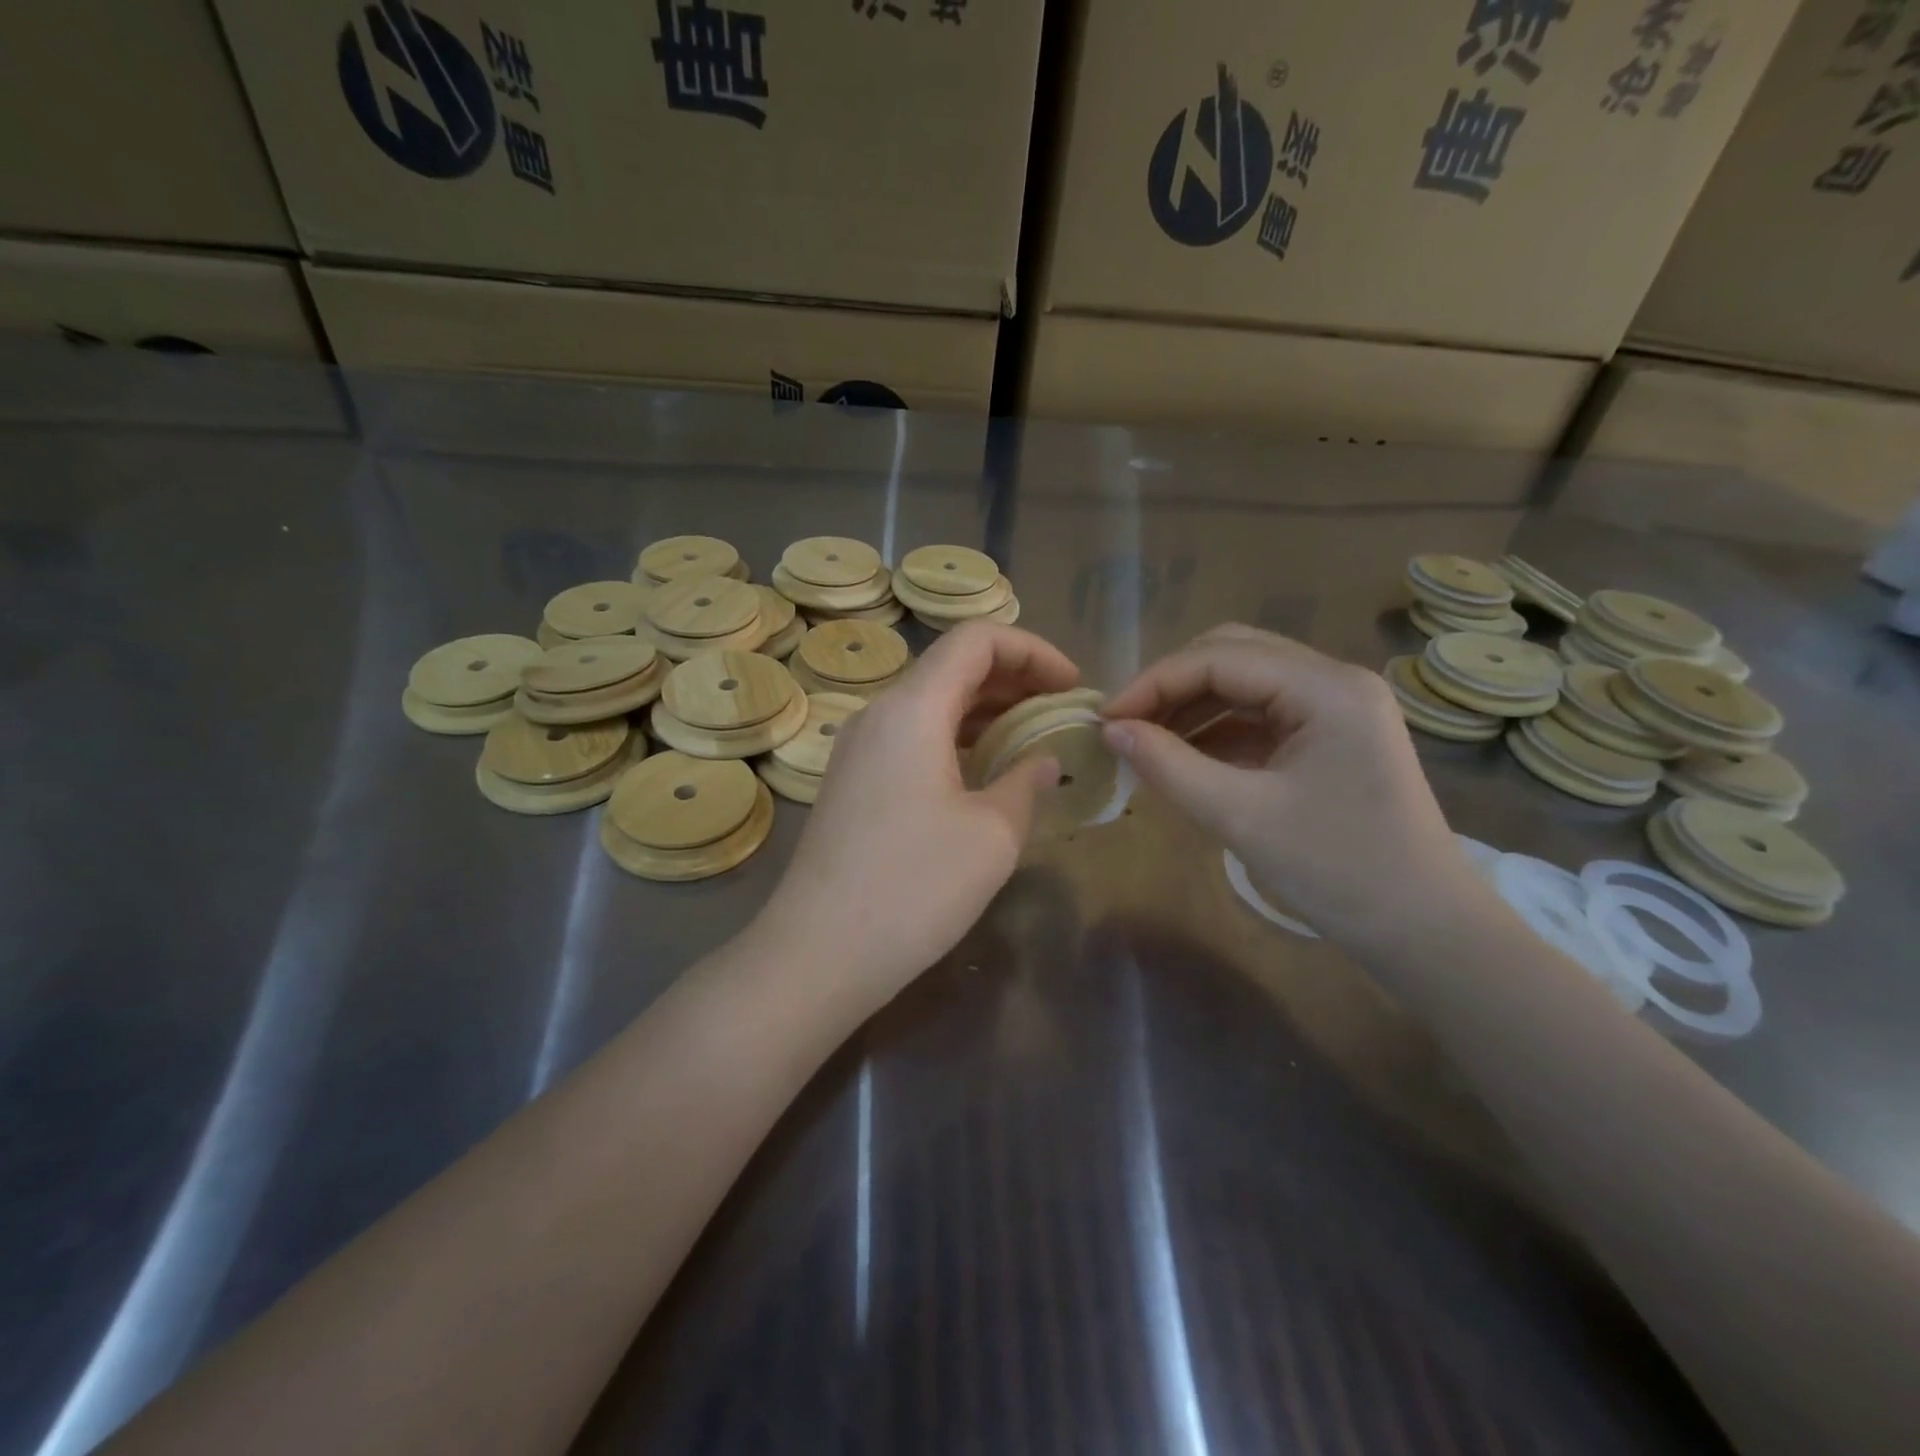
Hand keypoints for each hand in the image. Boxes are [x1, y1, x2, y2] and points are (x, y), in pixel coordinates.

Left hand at [757, 622, 1077, 1004]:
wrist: (819, 953)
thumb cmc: (914, 889)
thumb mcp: (992, 835)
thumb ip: (1026, 783)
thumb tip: (1044, 760)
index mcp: (912, 708)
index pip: (976, 640)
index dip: (1032, 650)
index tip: (1072, 687)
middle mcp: (879, 714)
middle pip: (952, 666)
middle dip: (1014, 679)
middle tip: (1060, 712)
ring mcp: (859, 748)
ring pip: (931, 703)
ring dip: (985, 710)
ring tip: (1033, 738)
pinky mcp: (853, 781)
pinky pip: (912, 736)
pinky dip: (956, 738)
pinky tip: (985, 770)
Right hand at [1101, 625, 1477, 948]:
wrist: (1423, 931)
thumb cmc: (1337, 873)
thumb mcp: (1241, 816)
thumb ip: (1169, 765)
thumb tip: (1110, 730)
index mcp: (1327, 688)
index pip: (1220, 658)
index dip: (1154, 682)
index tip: (1105, 719)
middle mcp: (1335, 681)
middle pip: (1233, 654)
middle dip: (1171, 684)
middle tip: (1124, 724)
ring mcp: (1337, 707)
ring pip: (1244, 682)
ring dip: (1191, 705)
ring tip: (1144, 740)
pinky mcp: (1331, 736)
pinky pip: (1260, 714)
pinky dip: (1216, 729)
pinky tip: (1182, 755)